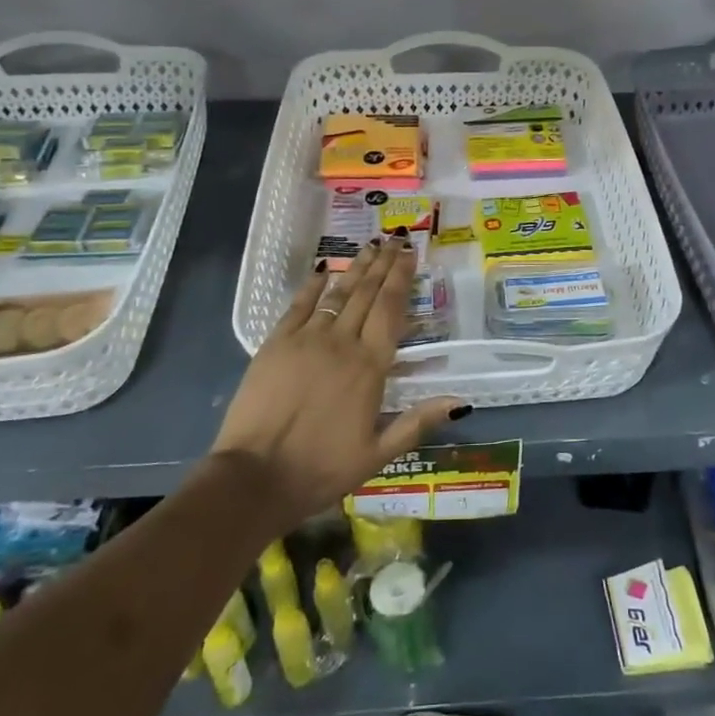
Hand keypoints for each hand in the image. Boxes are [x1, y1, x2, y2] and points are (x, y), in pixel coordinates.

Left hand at [211, 238, 465, 529]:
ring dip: (356, 268)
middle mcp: (342, 343)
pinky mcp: (275, 344)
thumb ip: (417, 422)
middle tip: (395, 239)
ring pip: (338, 294)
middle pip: (367, 294)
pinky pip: (298, 305)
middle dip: (383, 264)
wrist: (255, 477)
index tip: (410, 253)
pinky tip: (324, 269)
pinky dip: (313, 285)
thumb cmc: (321, 469)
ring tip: (371, 246)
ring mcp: (306, 339)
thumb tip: (459, 402)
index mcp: (370, 367)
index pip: (391, 310)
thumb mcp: (377, 454)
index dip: (401, 278)